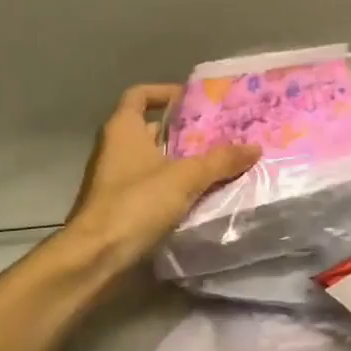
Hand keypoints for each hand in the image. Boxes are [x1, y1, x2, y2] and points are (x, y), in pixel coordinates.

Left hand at [65, 85, 258, 275]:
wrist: (95, 257)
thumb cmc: (135, 204)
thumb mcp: (185, 178)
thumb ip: (220, 161)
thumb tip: (255, 147)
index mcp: (123, 129)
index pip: (140, 95)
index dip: (165, 92)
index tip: (194, 101)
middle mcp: (116, 148)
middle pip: (151, 128)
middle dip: (184, 130)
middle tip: (219, 133)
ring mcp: (116, 178)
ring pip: (154, 159)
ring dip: (182, 160)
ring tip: (218, 162)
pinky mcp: (121, 205)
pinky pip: (153, 185)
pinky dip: (174, 185)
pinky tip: (201, 194)